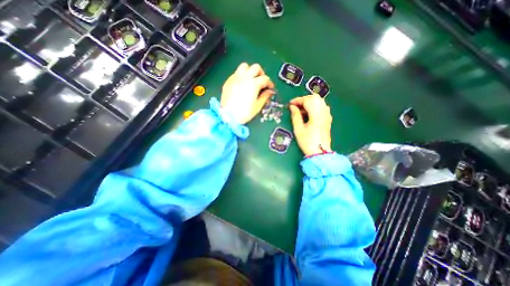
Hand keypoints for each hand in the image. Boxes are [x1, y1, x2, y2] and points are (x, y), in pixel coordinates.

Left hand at [220, 63, 274, 123]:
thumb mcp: (257, 106)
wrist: (229, 116)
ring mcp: (235, 78)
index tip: (270, 88)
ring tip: (251, 79)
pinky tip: (242, 84)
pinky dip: (241, 75)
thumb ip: (265, 97)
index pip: (265, 78)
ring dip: (250, 70)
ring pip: (244, 66)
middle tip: (261, 81)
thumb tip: (269, 92)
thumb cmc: (244, 113)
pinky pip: (236, 73)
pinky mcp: (228, 81)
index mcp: (253, 84)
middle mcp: (244, 78)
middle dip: (261, 73)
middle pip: (256, 67)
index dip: (269, 83)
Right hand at [288, 93, 333, 156]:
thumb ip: (295, 116)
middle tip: (295, 106)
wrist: (319, 152)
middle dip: (303, 100)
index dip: (297, 100)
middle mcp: (323, 112)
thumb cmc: (307, 141)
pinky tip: (309, 114)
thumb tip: (292, 107)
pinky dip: (314, 107)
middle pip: (314, 98)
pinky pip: (321, 107)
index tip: (290, 104)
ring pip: (319, 101)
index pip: (307, 100)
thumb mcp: (298, 129)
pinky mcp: (328, 118)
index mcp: (316, 114)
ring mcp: (327, 115)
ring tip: (301, 110)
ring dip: (309, 102)